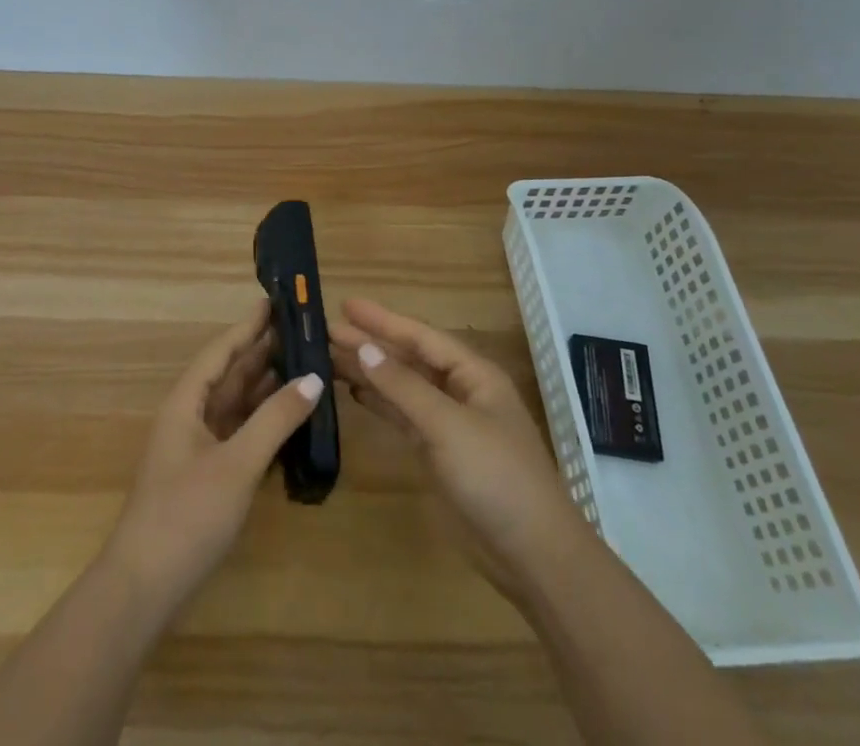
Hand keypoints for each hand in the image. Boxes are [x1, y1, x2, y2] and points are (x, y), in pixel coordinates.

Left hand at [104, 297, 324, 609]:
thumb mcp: (237, 464)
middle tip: (302, 332)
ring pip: (236, 405)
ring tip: (305, 366)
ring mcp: (197, 448)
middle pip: (230, 374)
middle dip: (263, 352)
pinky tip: (290, 420)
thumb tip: (313, 379)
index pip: (222, 350)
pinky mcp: (206, 476)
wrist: (143, 589)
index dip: (249, 325)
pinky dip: (264, 423)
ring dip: (266, 387)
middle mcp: (190, 416)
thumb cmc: (186, 514)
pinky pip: (239, 434)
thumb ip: (276, 420)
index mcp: (187, 402)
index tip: (275, 301)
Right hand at [331, 298, 587, 599]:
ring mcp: (450, 424)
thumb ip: (403, 387)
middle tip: (327, 331)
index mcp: (473, 374)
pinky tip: (356, 394)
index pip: (421, 337)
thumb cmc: (496, 476)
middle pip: (409, 359)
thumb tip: (364, 348)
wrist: (533, 555)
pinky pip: (404, 417)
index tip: (345, 305)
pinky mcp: (439, 455)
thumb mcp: (448, 426)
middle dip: (371, 344)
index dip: (383, 320)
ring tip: (330, 358)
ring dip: (370, 373)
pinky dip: (380, 404)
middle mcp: (460, 391)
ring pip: (403, 388)